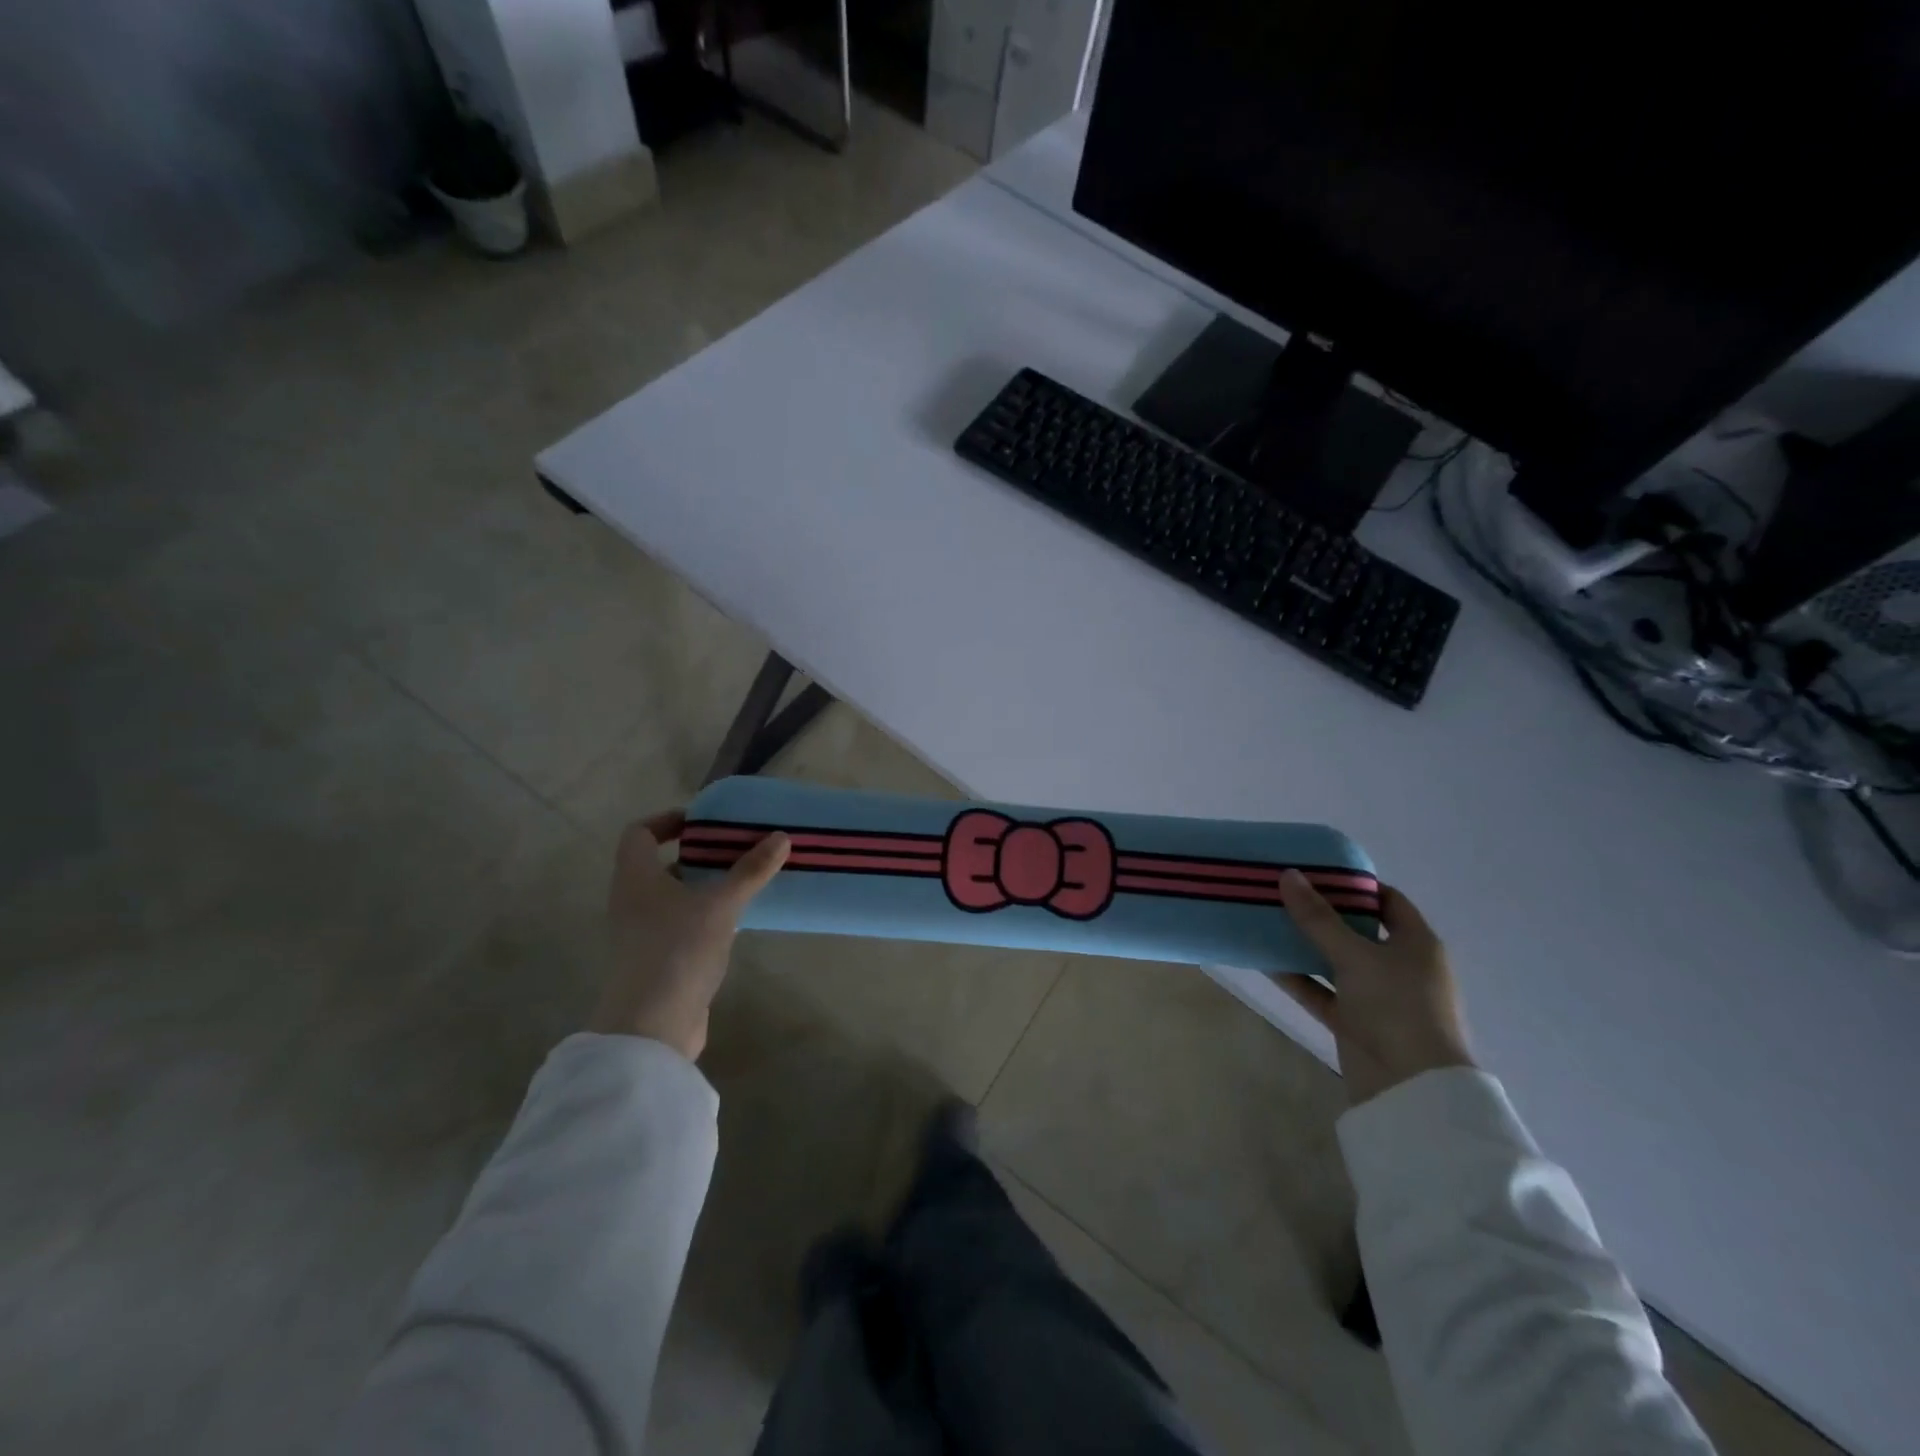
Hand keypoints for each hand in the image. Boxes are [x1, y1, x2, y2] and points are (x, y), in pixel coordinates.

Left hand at [588, 809, 789, 1060]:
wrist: (652, 1027)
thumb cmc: (678, 950)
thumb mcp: (721, 905)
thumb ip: (750, 870)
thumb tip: (780, 837)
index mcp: (636, 878)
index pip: (639, 833)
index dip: (667, 820)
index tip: (703, 823)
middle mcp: (631, 901)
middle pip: (659, 864)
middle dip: (697, 854)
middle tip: (735, 849)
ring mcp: (641, 934)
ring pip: (672, 897)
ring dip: (704, 886)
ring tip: (743, 881)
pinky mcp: (656, 960)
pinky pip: (680, 924)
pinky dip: (704, 915)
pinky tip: (735, 921)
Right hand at [1277, 871, 1473, 1106]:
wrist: (1411, 1089)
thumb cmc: (1397, 1007)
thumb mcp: (1355, 956)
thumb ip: (1318, 918)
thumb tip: (1288, 875)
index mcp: (1416, 943)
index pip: (1388, 900)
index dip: (1354, 885)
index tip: (1315, 871)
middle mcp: (1399, 965)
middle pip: (1356, 929)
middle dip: (1320, 913)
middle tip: (1281, 892)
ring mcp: (1376, 996)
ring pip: (1334, 961)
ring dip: (1304, 945)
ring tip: (1265, 920)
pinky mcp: (1355, 1021)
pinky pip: (1321, 991)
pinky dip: (1297, 978)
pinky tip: (1264, 961)